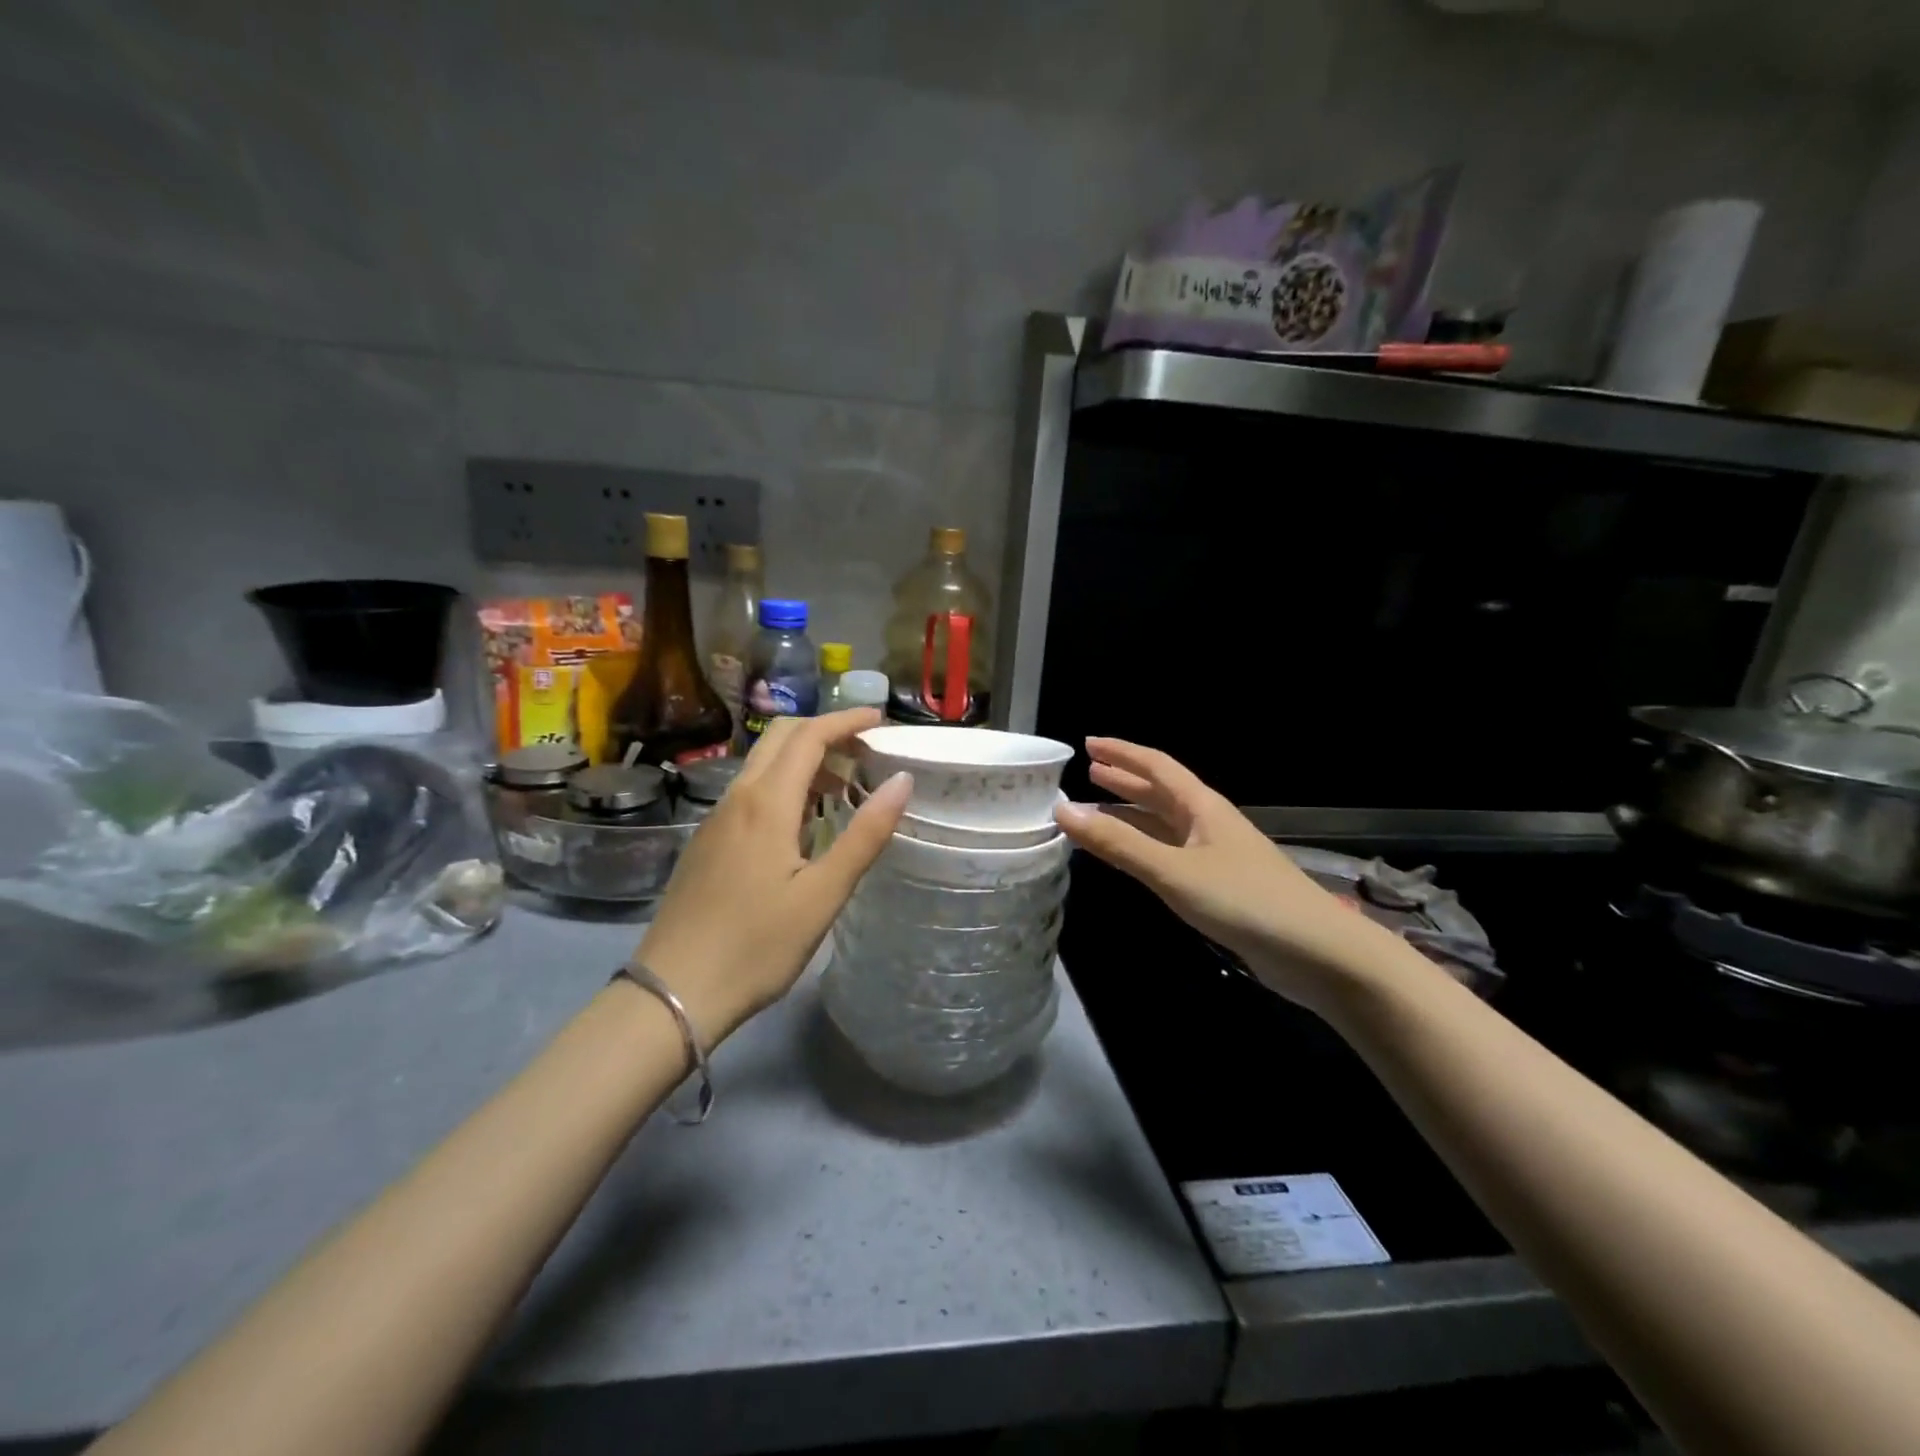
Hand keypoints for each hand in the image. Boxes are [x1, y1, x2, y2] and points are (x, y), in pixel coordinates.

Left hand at [635, 709, 909, 1041]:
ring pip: (762, 764)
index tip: (881, 720)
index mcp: (766, 803)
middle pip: (780, 738)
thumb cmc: (757, 946)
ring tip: (844, 784)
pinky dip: (784, 784)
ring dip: (804, 759)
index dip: (846, 721)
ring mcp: (716, 819)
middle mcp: (737, 798)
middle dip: (824, 730)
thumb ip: (865, 834)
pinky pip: (750, 792)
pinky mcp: (707, 842)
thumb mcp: (823, 895)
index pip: (808, 736)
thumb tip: (901, 782)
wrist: (673, 992)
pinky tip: (803, 821)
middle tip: (865, 748)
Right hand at [1053, 738, 1414, 1011]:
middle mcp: (1208, 823)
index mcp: (1202, 807)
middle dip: (1125, 780)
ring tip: (1097, 810)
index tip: (1089, 744)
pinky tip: (1131, 857)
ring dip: (1132, 814)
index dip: (1123, 753)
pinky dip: (1144, 847)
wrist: (1318, 953)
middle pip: (1161, 792)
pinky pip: (1171, 854)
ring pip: (1165, 825)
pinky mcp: (1220, 886)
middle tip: (1089, 772)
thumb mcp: (1174, 871)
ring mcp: (1216, 855)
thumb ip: (1119, 844)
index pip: (1157, 767)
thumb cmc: (1244, 901)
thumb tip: (1063, 810)